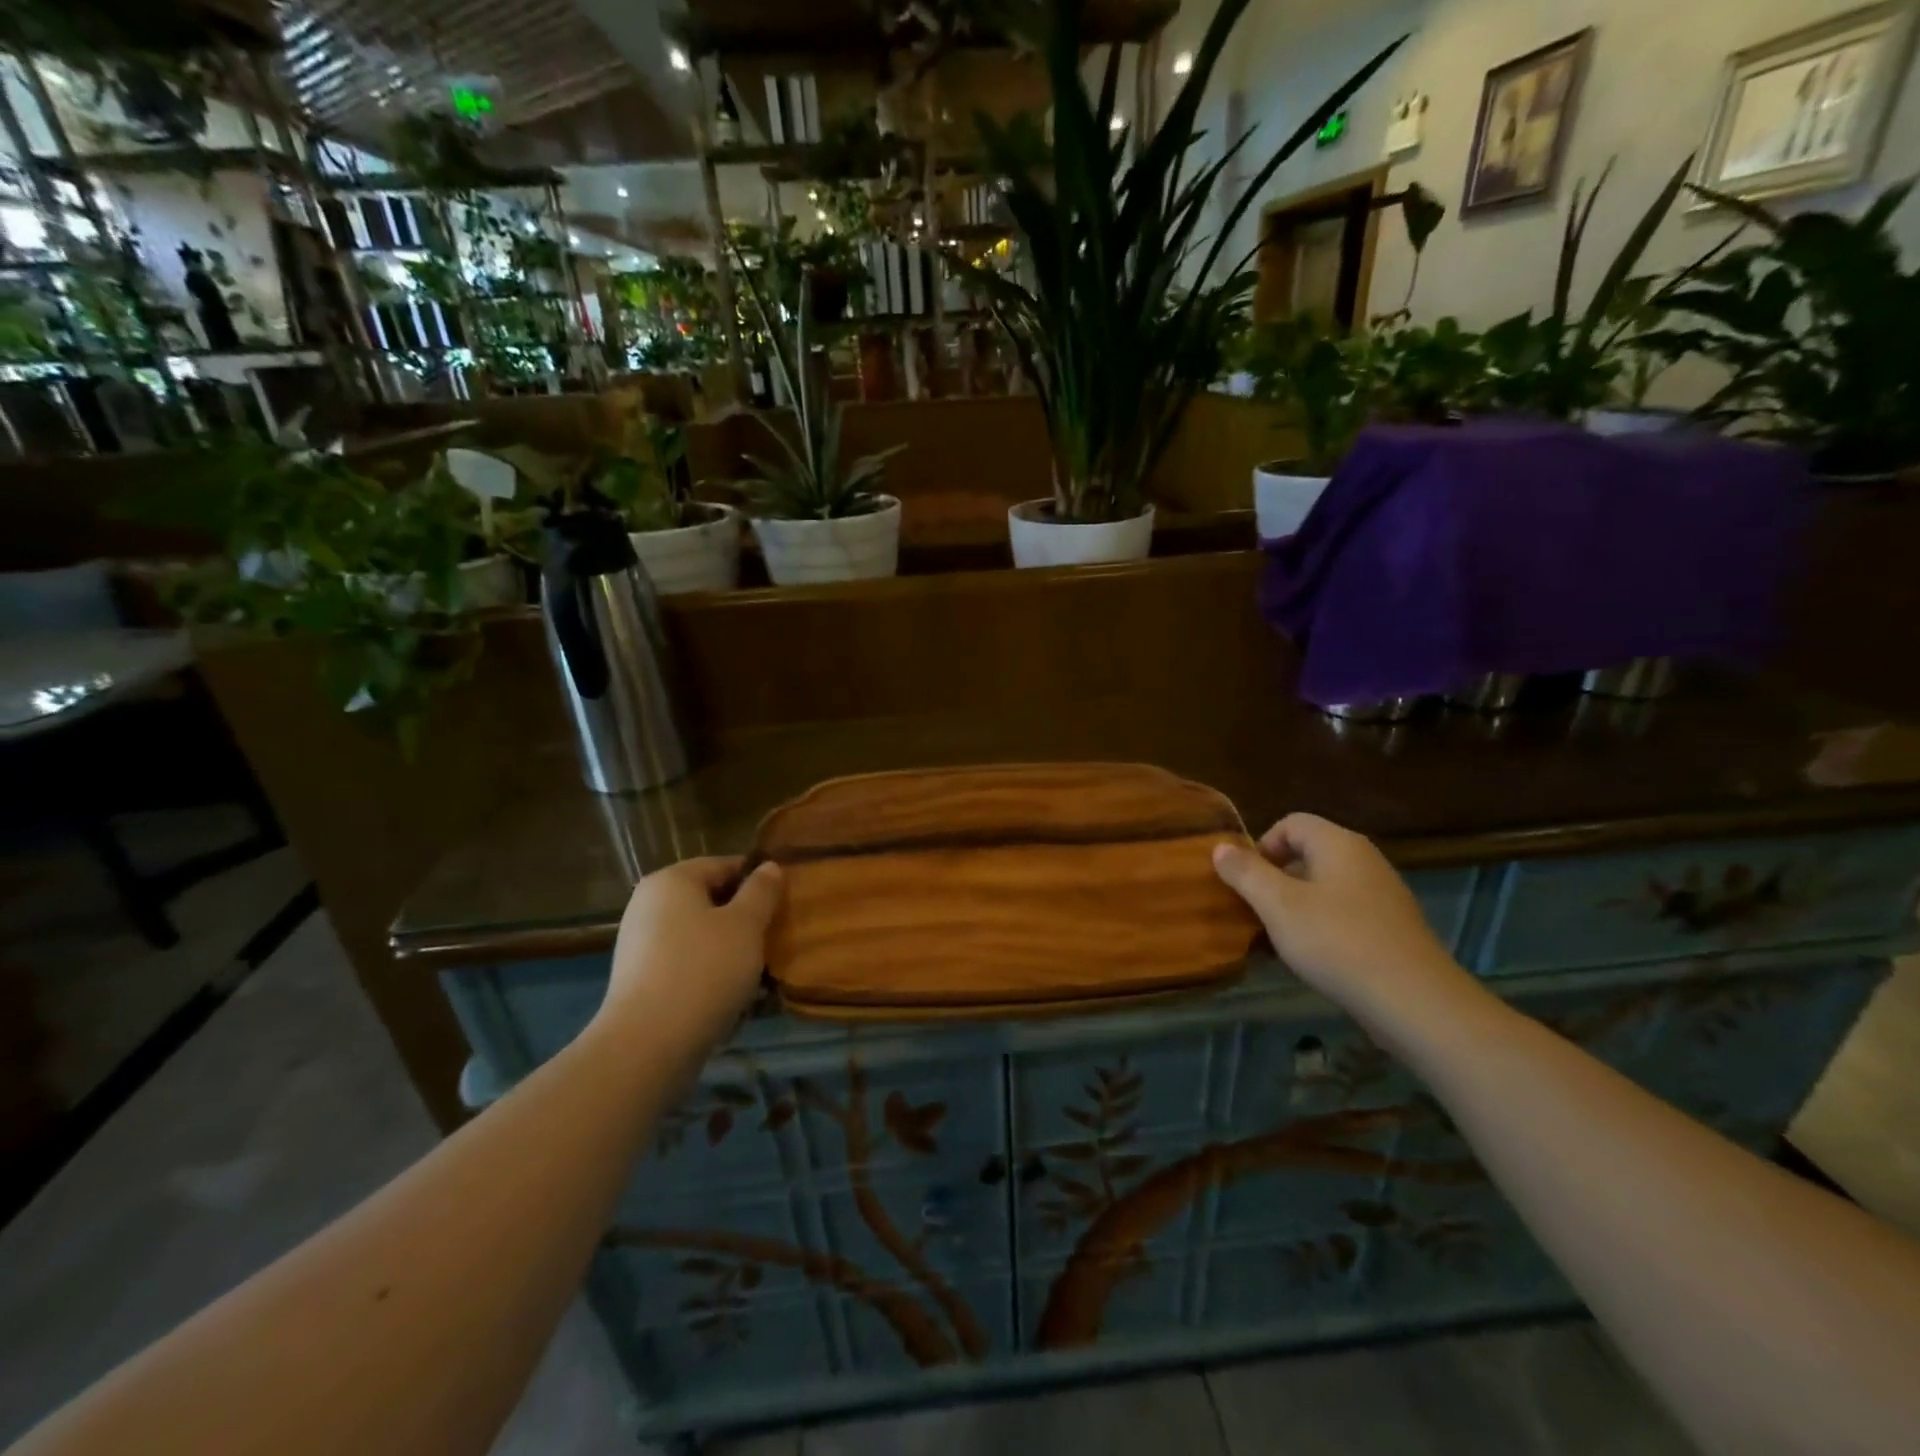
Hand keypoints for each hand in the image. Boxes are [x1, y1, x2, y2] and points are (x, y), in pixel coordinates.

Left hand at [598, 856, 783, 1054]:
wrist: (647, 1045)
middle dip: (744, 918)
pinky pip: (685, 963)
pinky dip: (709, 972)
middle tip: (774, 939)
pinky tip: (731, 996)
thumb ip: (761, 891)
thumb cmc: (704, 970)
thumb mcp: (746, 925)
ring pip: (700, 934)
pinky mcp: (640, 980)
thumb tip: (768, 866)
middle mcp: (648, 904)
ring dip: (730, 948)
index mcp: (671, 880)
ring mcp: (640, 944)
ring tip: (758, 972)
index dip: (758, 880)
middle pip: (710, 900)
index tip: (784, 904)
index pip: (724, 865)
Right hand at [1212, 814, 1480, 1045]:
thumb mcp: (1278, 906)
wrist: (1415, 1002)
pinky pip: (1344, 914)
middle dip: (1275, 879)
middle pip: (1307, 854)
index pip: (1291, 823)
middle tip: (1256, 912)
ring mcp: (1383, 895)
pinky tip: (1312, 959)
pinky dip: (1322, 927)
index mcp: (1339, 844)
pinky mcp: (1392, 929)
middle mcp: (1364, 860)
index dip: (1261, 846)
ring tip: (1277, 939)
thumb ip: (1246, 873)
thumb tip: (1220, 847)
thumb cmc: (1337, 942)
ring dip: (1295, 907)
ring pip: (1324, 888)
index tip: (1246, 882)